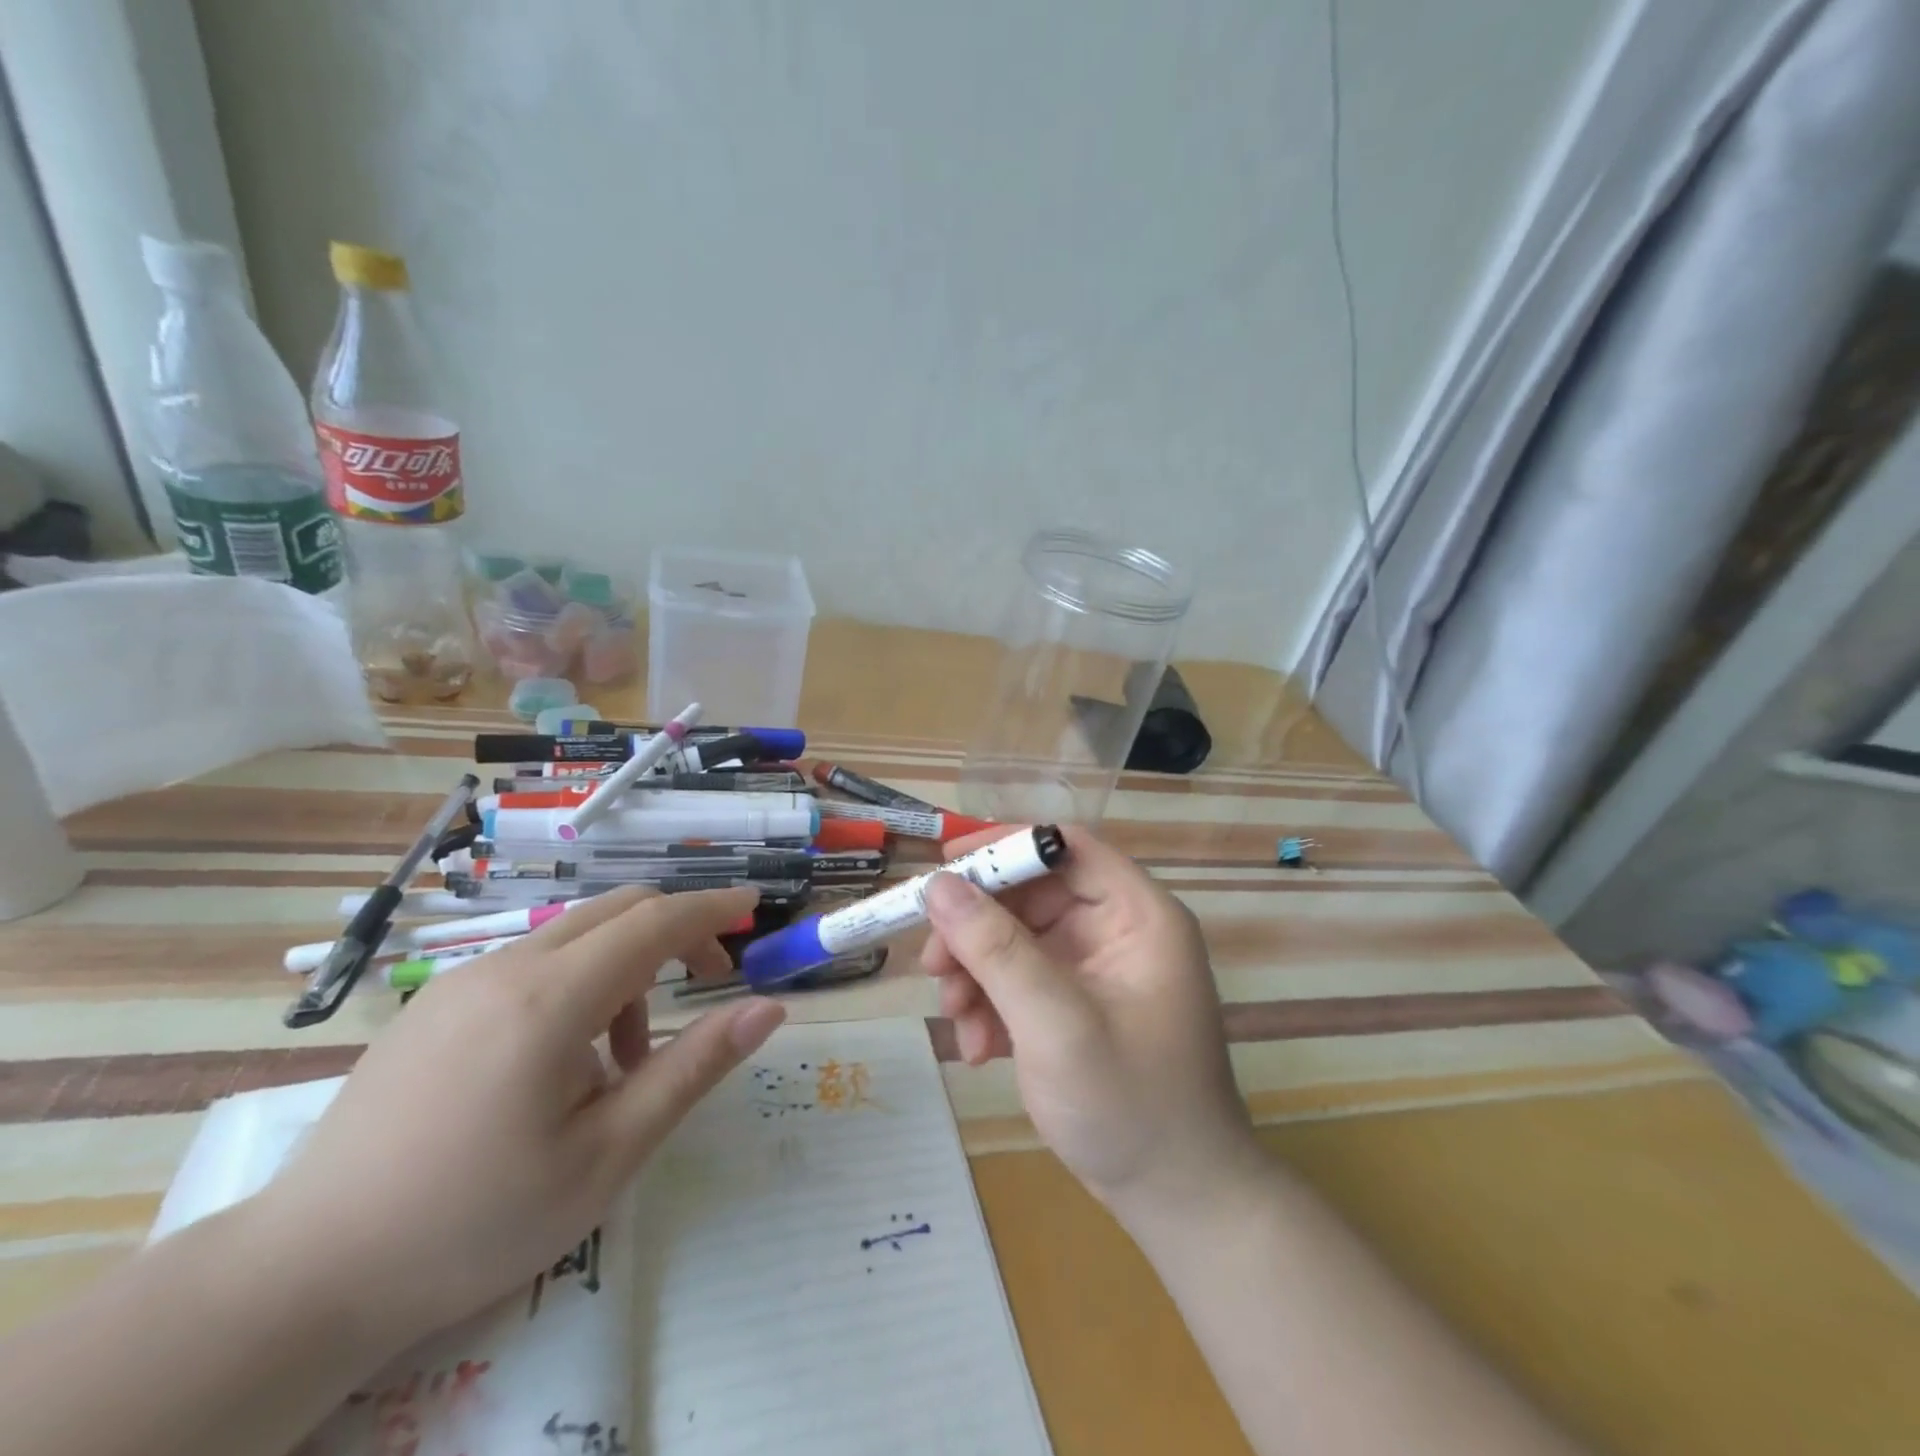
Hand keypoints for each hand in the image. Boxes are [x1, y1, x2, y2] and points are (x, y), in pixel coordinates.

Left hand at [255, 886, 785, 1348]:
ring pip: (574, 936)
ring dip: (625, 967)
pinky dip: (578, 982)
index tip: (755, 907)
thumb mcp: (607, 1153)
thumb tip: (768, 1008)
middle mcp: (506, 968)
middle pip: (617, 910)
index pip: (655, 921)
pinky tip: (563, 1058)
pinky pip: (531, 963)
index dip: (712, 907)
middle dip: (676, 930)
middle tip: (709, 980)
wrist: (303, 1274)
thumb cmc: (476, 1219)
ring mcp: (462, 981)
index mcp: (551, 999)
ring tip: (625, 1059)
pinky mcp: (434, 1004)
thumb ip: (694, 1068)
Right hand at [921, 826, 1264, 1225]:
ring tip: (956, 1019)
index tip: (944, 866)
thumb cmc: (1130, 1106)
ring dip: (977, 973)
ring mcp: (1098, 967)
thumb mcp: (1055, 1024)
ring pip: (1017, 937)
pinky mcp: (1079, 1001)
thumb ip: (996, 950)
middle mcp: (1119, 928)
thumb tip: (938, 884)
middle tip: (933, 966)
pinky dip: (993, 1004)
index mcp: (1138, 914)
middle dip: (977, 929)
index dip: (1003, 846)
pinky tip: (980, 1049)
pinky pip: (1022, 978)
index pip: (1065, 848)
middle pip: (1032, 895)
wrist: (1177, 1201)